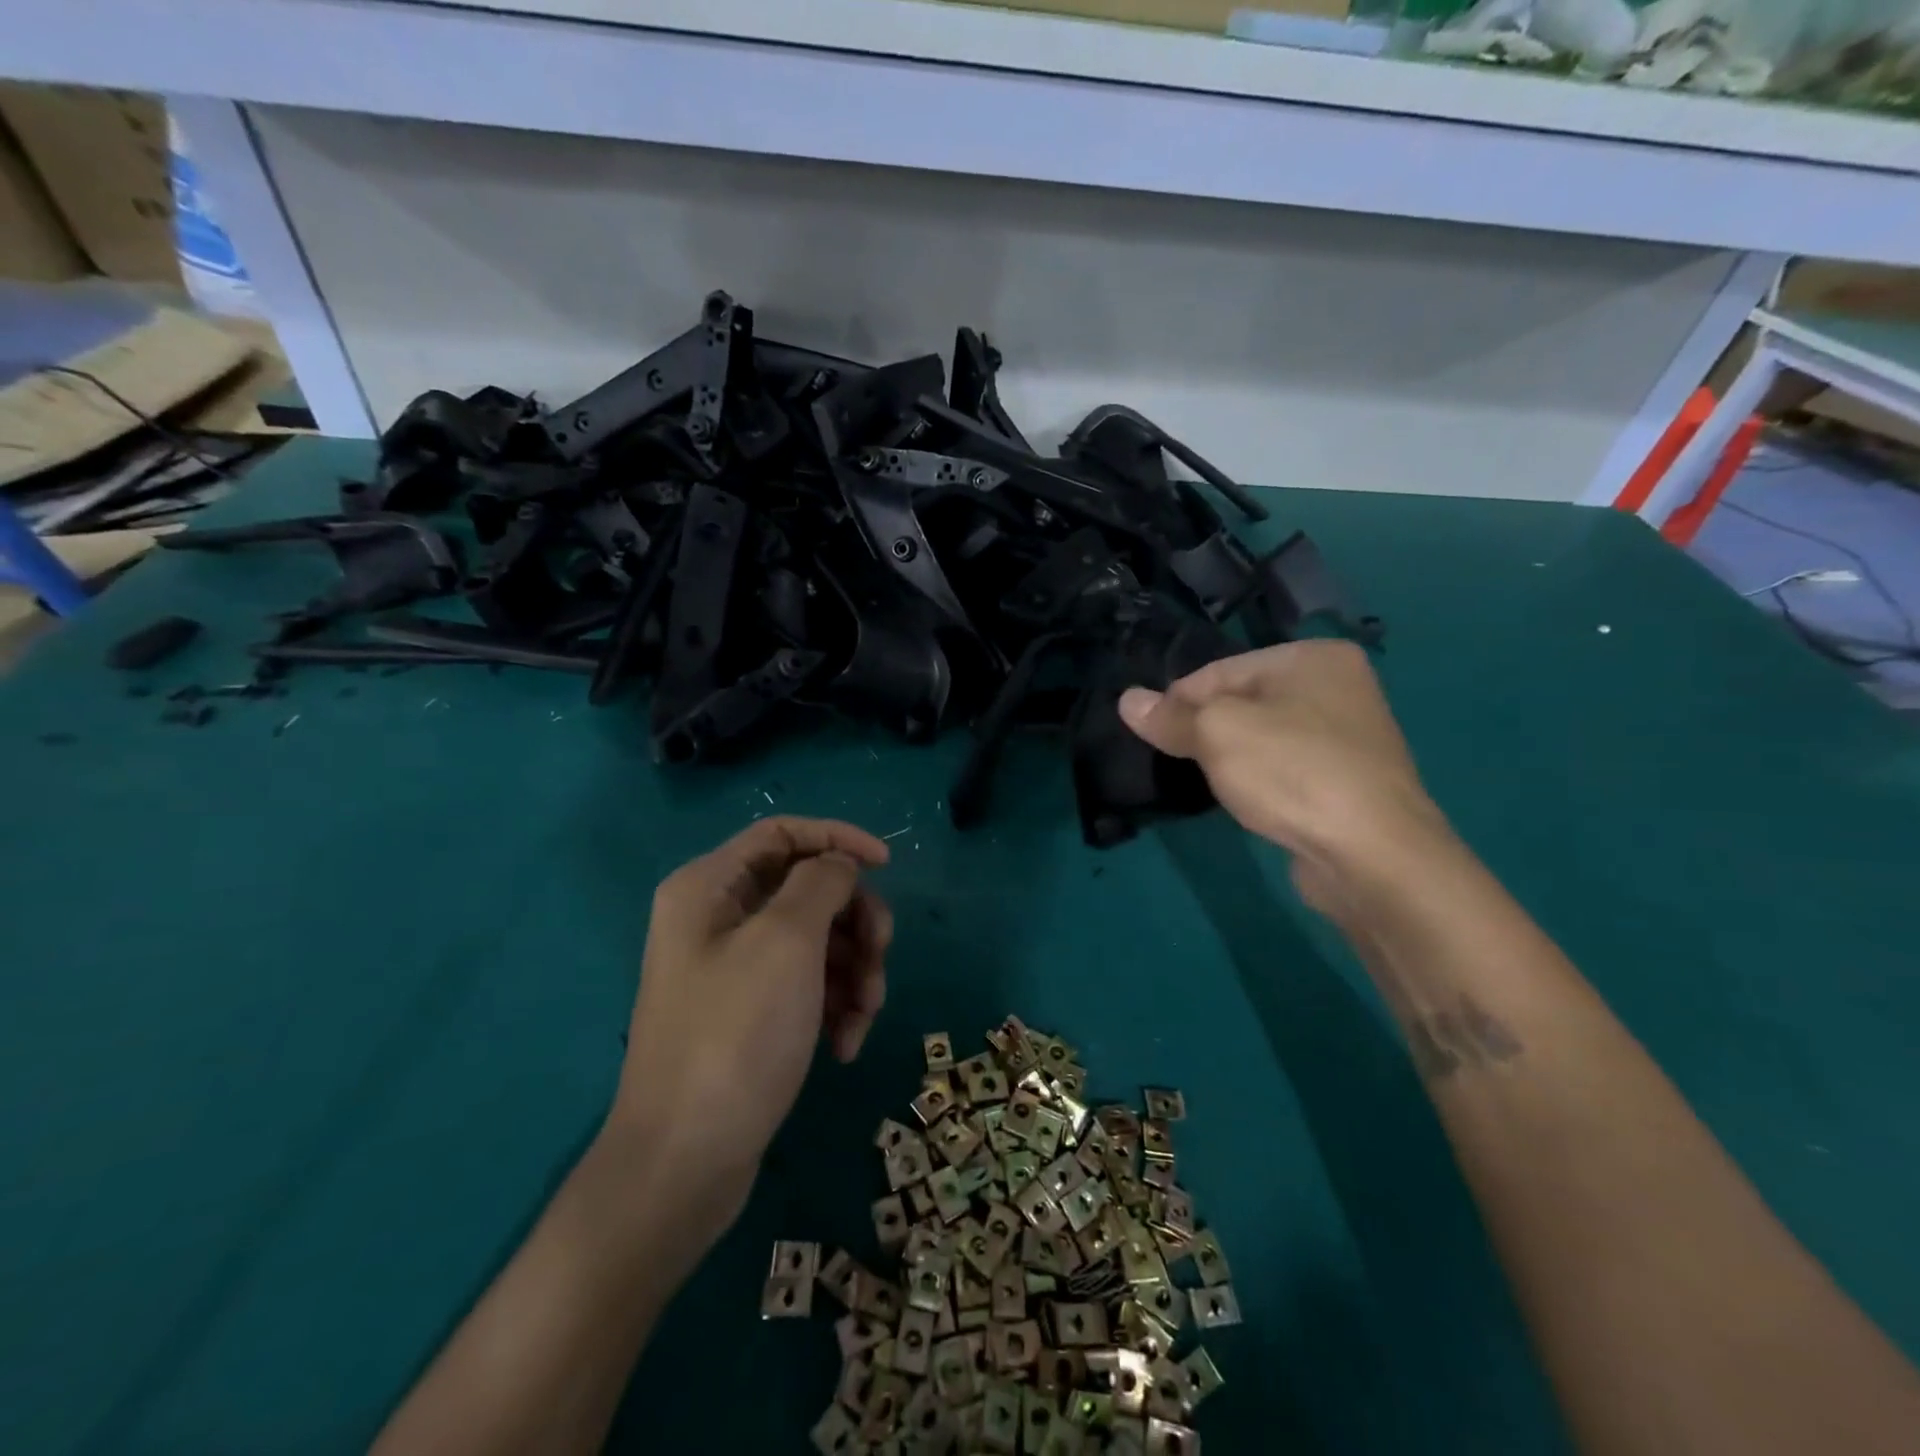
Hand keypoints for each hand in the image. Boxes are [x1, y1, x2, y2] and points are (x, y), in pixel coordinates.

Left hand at [609, 817, 893, 1223]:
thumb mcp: (787, 943)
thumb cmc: (736, 1036)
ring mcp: (733, 969)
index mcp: (709, 887)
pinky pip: (806, 984)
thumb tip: (840, 864)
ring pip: (816, 939)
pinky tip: (845, 1044)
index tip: (887, 865)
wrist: (684, 1163)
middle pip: (806, 889)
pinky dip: (834, 1005)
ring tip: (864, 1015)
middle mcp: (717, 918)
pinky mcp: (749, 1013)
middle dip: (854, 921)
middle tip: (880, 957)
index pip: (783, 833)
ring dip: (853, 971)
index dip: (837, 839)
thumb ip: (821, 883)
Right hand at [1119, 641, 1451, 909]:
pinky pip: (1285, 768)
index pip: (1220, 670)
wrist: (1373, 854)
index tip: (1150, 734)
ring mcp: (1349, 736)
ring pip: (1262, 737)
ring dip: (1230, 757)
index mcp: (1313, 657)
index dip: (1178, 701)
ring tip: (1207, 783)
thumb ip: (1170, 716)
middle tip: (1176, 760)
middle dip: (1204, 730)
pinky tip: (1246, 800)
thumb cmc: (1291, 772)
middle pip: (1242, 702)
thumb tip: (1127, 701)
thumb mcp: (1217, 734)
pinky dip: (1260, 780)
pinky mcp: (1349, 781)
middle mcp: (1338, 687)